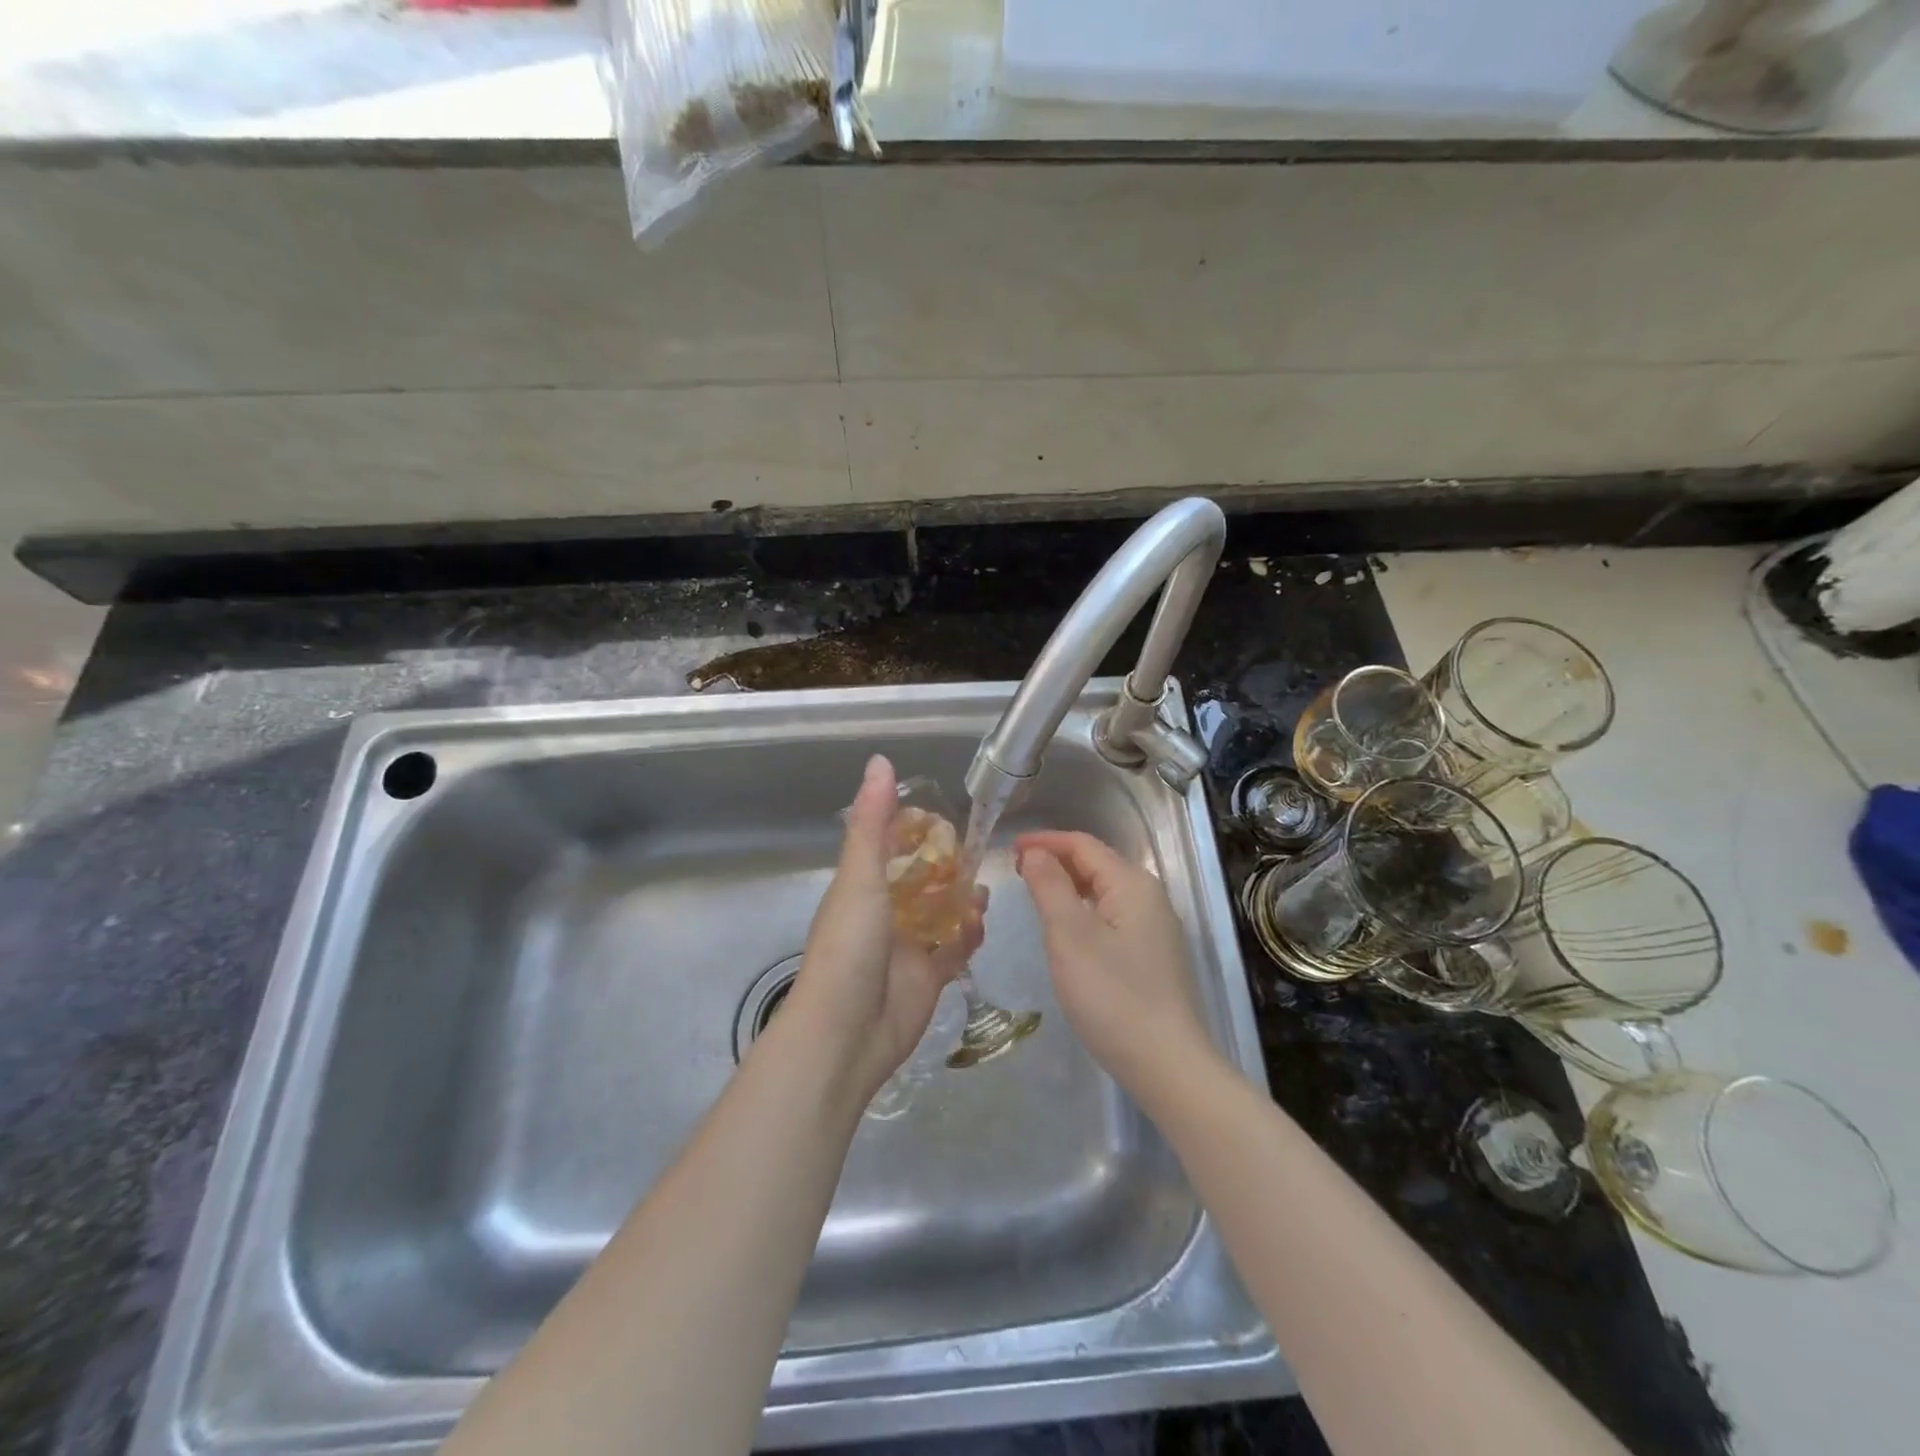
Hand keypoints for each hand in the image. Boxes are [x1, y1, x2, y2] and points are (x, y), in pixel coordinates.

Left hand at [789, 755, 984, 1104]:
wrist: (847, 1033)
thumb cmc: (849, 947)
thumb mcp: (859, 877)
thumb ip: (874, 822)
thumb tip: (880, 760)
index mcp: (862, 886)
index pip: (889, 846)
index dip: (914, 829)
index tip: (943, 816)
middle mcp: (884, 912)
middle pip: (920, 879)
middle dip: (947, 866)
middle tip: (975, 852)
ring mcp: (908, 945)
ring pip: (941, 912)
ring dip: (962, 899)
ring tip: (983, 889)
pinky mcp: (929, 976)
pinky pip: (955, 948)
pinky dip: (968, 934)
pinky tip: (981, 922)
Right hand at [1015, 830, 1215, 1106]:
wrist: (1167, 1064)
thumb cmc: (1112, 995)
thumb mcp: (1069, 936)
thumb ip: (1050, 886)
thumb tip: (1036, 852)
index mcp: (1132, 883)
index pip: (1083, 845)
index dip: (1044, 841)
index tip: (1009, 849)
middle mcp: (1150, 896)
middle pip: (1097, 863)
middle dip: (1056, 861)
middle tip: (1016, 871)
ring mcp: (1156, 927)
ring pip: (1105, 891)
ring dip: (1069, 885)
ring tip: (1035, 894)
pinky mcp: (1154, 954)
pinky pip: (1113, 915)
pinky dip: (1084, 909)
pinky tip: (1068, 928)